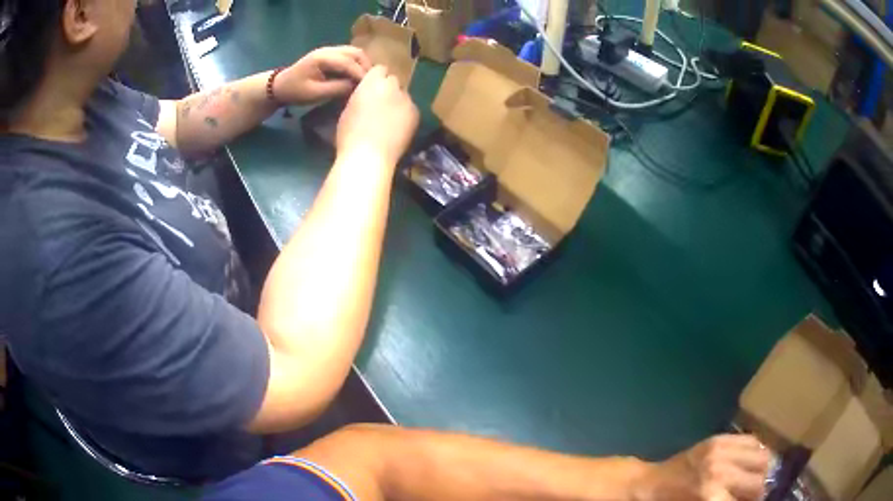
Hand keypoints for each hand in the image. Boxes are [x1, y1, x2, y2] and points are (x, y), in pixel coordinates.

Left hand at [274, 46, 371, 104]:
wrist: (280, 86)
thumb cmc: (295, 91)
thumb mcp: (315, 93)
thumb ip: (336, 89)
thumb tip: (356, 87)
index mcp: (323, 57)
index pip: (348, 62)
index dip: (361, 74)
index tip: (370, 87)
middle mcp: (329, 50)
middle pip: (356, 53)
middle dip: (366, 67)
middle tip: (373, 83)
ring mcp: (330, 51)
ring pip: (355, 53)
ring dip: (364, 64)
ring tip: (368, 80)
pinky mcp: (331, 55)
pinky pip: (350, 56)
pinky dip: (358, 64)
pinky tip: (359, 77)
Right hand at [336, 65, 418, 166]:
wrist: (369, 155)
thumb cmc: (349, 135)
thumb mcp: (348, 109)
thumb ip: (359, 96)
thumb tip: (365, 95)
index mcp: (371, 82)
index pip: (379, 69)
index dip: (376, 79)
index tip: (371, 89)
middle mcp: (391, 85)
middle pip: (393, 80)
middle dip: (388, 88)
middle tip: (381, 103)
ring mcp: (406, 99)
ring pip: (403, 94)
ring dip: (397, 101)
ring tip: (390, 117)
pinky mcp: (416, 113)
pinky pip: (411, 108)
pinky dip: (405, 114)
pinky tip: (398, 127)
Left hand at [633, 435, 770, 500]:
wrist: (648, 485)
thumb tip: (751, 499)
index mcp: (712, 496)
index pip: (751, 497)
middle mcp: (721, 472)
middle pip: (759, 480)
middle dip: (759, 490)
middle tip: (753, 495)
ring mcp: (720, 451)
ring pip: (762, 457)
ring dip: (762, 470)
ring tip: (754, 478)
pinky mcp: (718, 439)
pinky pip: (751, 440)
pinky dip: (756, 451)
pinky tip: (750, 462)